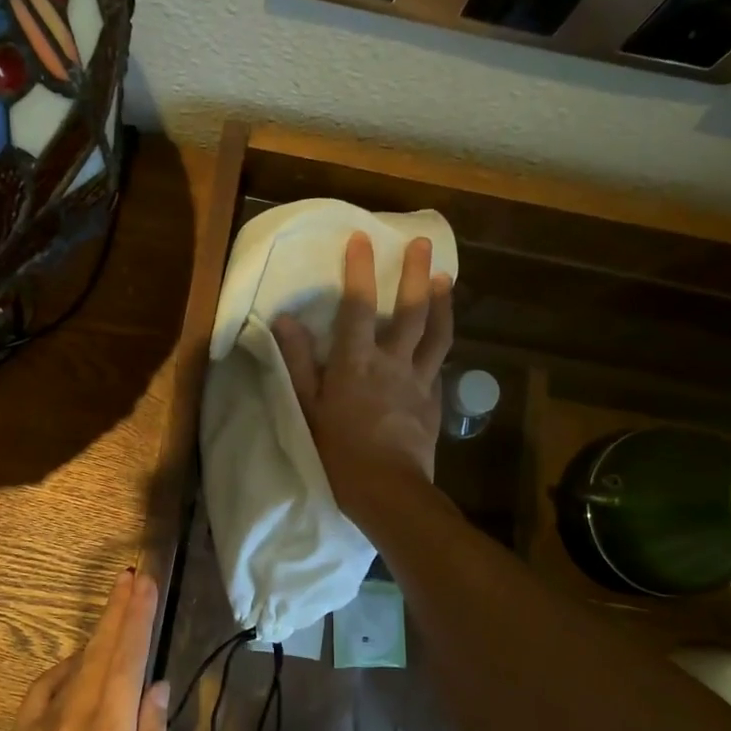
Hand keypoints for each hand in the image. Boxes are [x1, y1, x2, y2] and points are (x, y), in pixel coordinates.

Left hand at [0, 570, 168, 730]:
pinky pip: (45, 686)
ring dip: (98, 632)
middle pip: (101, 649)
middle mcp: (74, 715)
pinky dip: (66, 665)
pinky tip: (79, 660)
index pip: (128, 659)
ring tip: (117, 607)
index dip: (138, 618)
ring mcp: (41, 724)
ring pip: (75, 663)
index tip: (147, 585)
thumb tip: (156, 687)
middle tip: (133, 576)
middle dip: (119, 610)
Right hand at [273, 233, 453, 521]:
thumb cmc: (339, 453)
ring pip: (437, 334)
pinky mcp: (434, 402)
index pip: (357, 306)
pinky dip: (440, 346)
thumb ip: (298, 363)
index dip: (359, 270)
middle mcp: (393, 363)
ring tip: (447, 280)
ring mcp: (420, 381)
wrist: (389, 491)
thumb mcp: (308, 408)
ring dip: (443, 303)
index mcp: (357, 362)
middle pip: (411, 311)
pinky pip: (440, 365)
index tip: (362, 239)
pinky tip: (441, 340)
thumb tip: (284, 321)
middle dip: (416, 274)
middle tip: (423, 244)